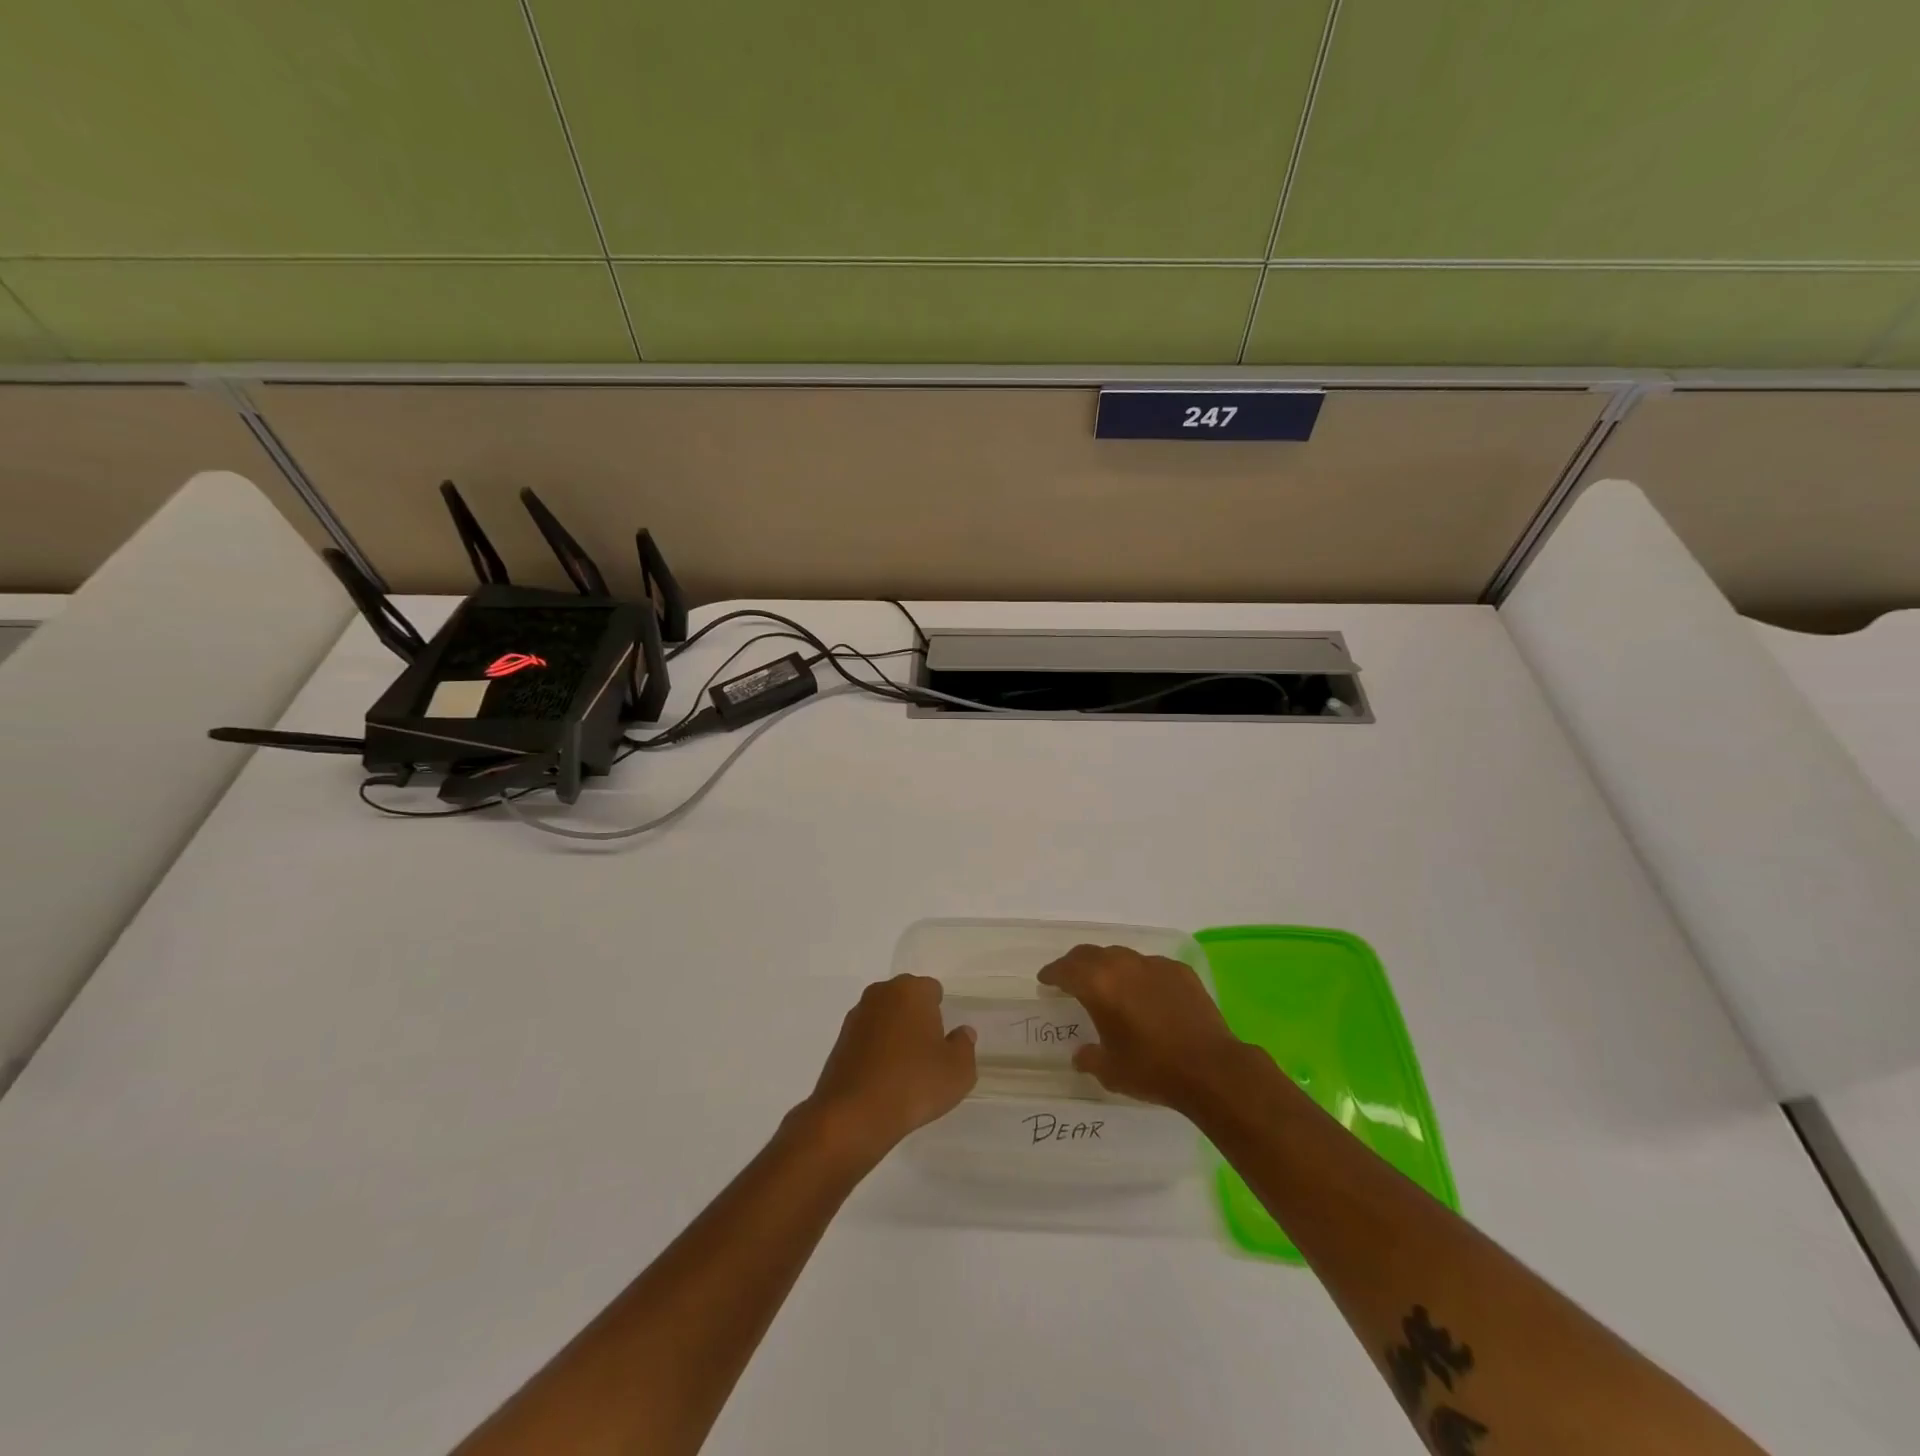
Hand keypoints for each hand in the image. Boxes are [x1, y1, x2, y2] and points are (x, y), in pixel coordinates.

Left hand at [799, 975, 976, 1167]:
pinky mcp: (840, 1040)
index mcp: (911, 991)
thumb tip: (962, 1033)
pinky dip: (876, 1050)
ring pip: (885, 1017)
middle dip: (917, 1018)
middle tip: (927, 1053)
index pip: (932, 990)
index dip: (940, 1013)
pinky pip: (867, 1037)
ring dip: (894, 1033)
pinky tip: (883, 1079)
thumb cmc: (914, 1084)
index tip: (942, 1039)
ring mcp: (857, 1016)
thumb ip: (964, 1046)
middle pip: (906, 999)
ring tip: (904, 1070)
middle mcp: (881, 994)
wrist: (854, 1115)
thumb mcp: (958, 1071)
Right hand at [1038, 944, 1249, 1115]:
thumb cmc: (1152, 1069)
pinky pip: (1151, 966)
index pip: (1066, 969)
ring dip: (1109, 967)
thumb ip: (1090, 1057)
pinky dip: (1140, 976)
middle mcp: (1123, 966)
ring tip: (1109, 984)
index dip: (1052, 973)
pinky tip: (1146, 994)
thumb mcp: (1111, 1071)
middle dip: (1076, 964)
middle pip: (1091, 954)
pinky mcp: (1180, 971)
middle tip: (1070, 977)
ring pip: (1122, 957)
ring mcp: (1154, 965)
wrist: (1210, 1068)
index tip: (1045, 979)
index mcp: (1098, 985)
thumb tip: (1081, 1054)